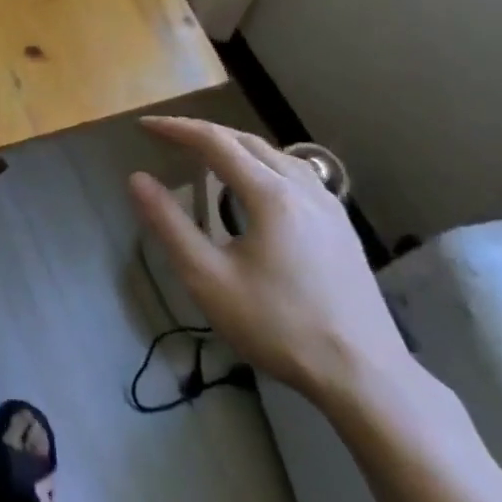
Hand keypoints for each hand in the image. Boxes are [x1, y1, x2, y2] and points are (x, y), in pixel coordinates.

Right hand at [127, 117, 412, 410]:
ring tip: (207, 152)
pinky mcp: (342, 226)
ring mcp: (329, 206)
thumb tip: (137, 180)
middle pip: (247, 141)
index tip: (145, 126)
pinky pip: (297, 173)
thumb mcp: (209, 279)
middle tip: (168, 137)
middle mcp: (303, 188)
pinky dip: (263, 163)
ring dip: (235, 145)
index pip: (215, 142)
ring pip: (276, 154)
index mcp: (271, 195)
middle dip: (204, 132)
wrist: (363, 375)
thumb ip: (170, 225)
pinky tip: (258, 184)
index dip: (176, 129)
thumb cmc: (278, 326)